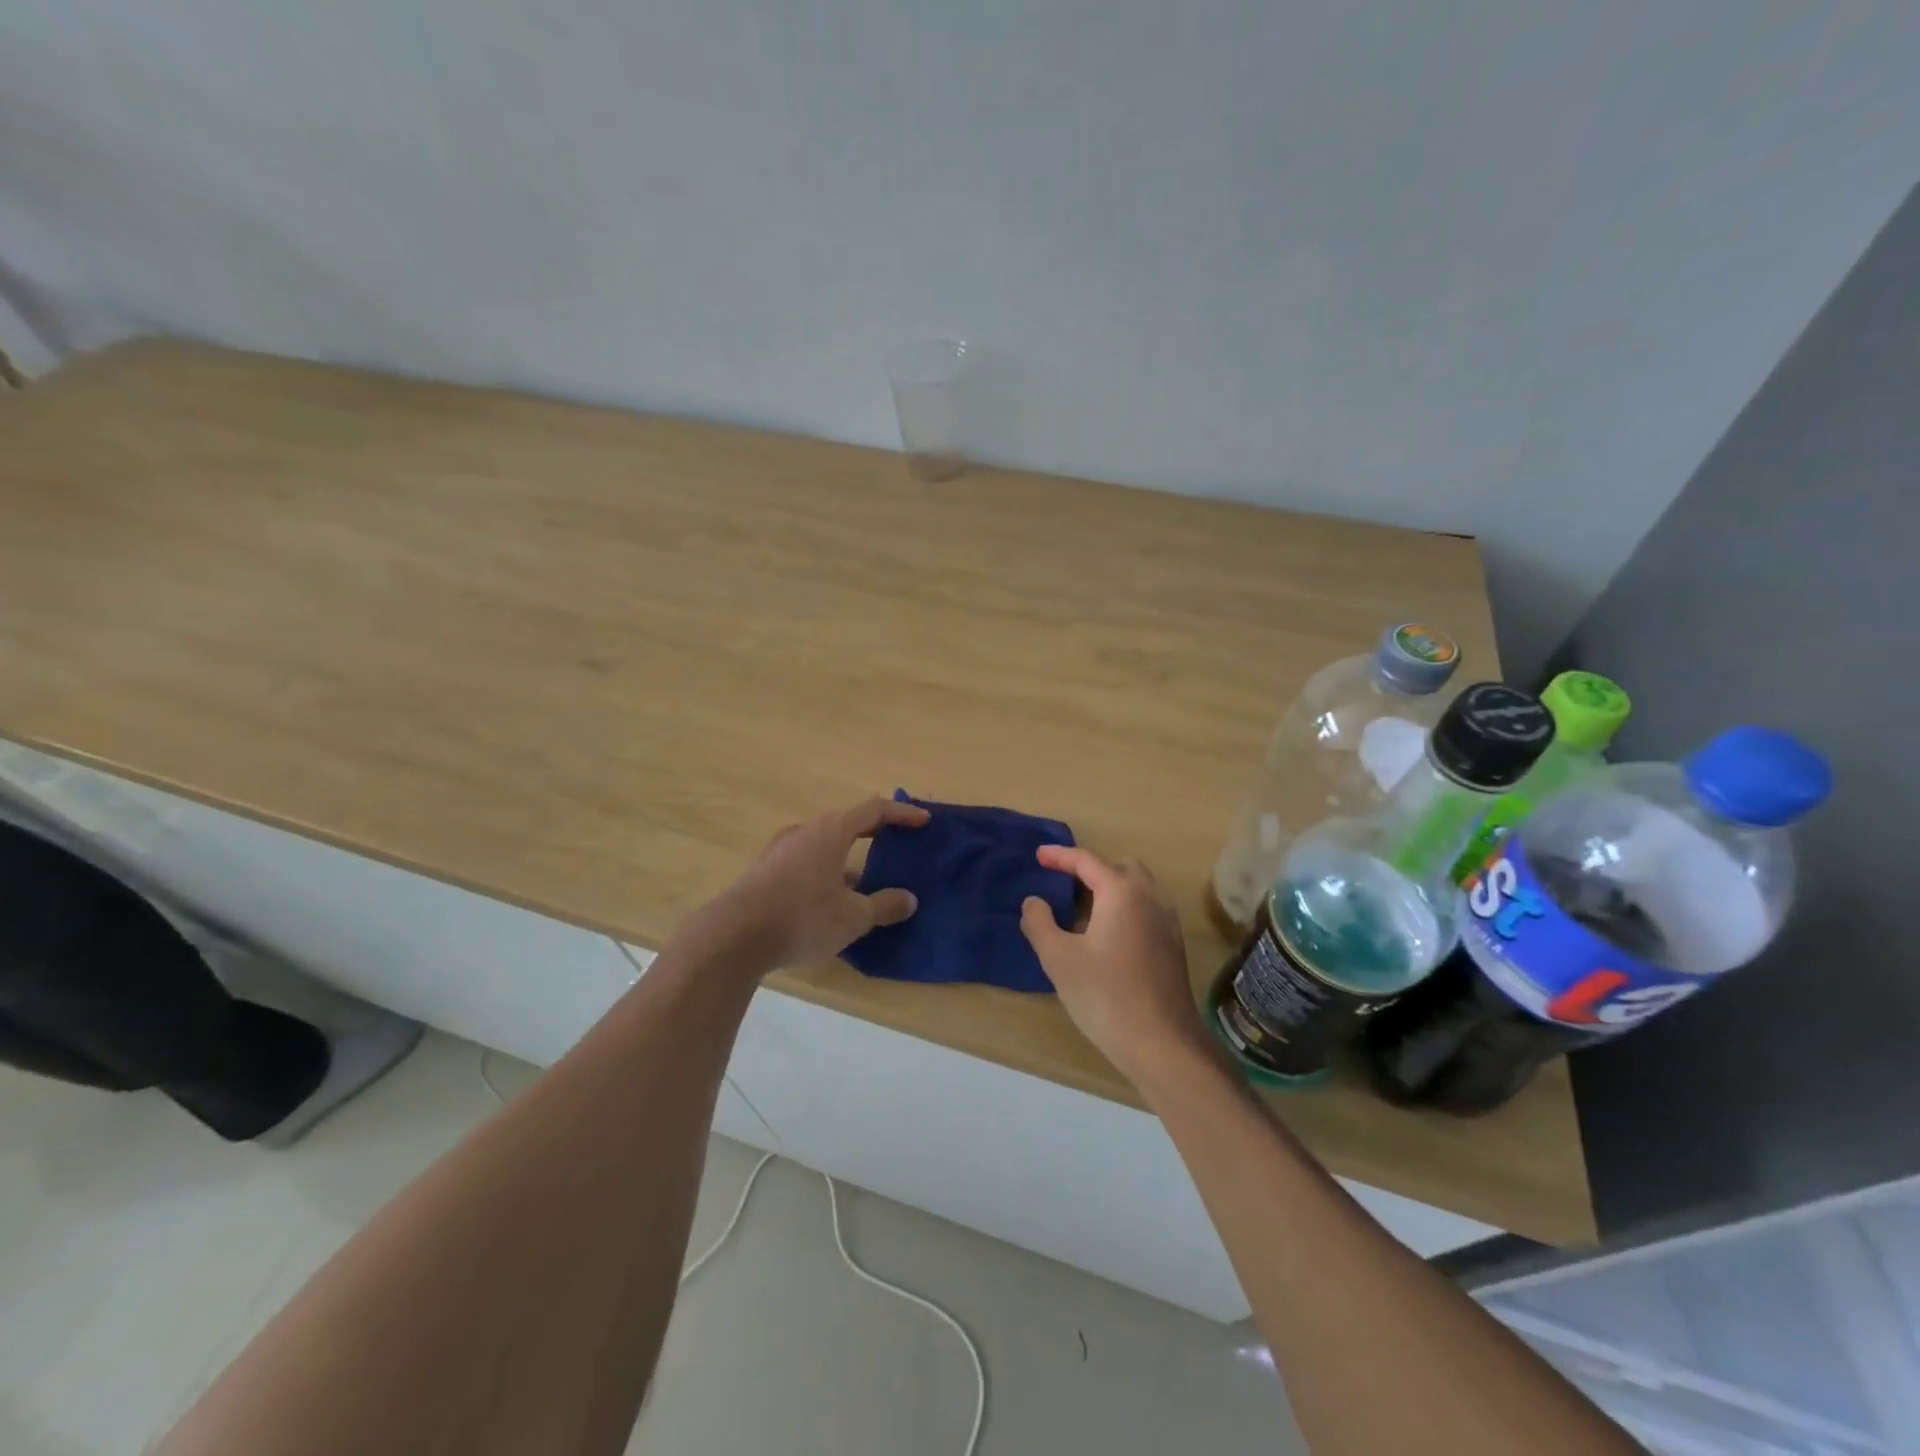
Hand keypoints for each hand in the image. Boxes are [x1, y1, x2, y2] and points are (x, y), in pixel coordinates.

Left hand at [683, 796, 929, 972]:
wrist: (734, 936)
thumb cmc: (803, 918)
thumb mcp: (853, 917)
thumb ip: (884, 905)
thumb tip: (908, 899)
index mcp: (832, 831)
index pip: (874, 809)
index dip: (902, 814)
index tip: (923, 822)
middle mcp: (806, 831)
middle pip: (847, 821)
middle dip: (874, 831)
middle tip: (896, 844)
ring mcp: (781, 849)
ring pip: (824, 842)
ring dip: (848, 854)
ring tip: (865, 879)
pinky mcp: (765, 870)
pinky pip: (805, 860)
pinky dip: (826, 869)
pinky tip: (830, 898)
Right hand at [1019, 847, 1208, 1087]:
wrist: (1162, 1044)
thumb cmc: (1106, 996)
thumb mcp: (1059, 958)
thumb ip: (1039, 923)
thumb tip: (1034, 901)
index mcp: (1122, 892)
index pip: (1088, 861)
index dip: (1060, 856)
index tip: (1038, 856)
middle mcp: (1150, 898)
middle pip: (1119, 868)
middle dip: (1089, 869)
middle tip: (1062, 882)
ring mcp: (1167, 923)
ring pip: (1136, 889)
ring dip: (1108, 889)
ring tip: (1079, 909)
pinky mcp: (1172, 947)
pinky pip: (1145, 910)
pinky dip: (1122, 908)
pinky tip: (1103, 936)